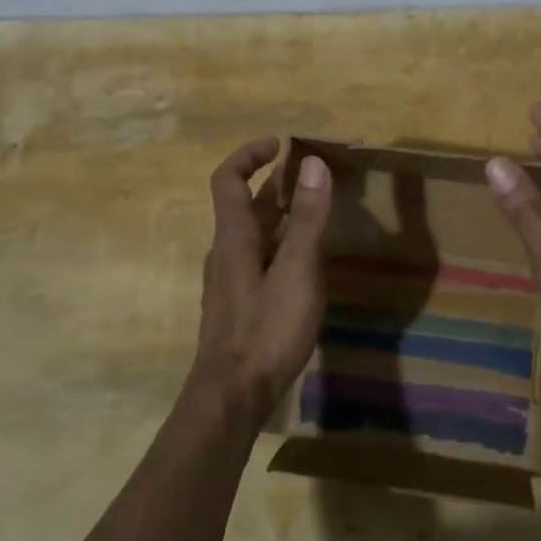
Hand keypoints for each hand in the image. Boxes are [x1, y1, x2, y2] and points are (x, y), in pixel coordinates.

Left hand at [189, 136, 332, 415]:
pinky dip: (279, 246)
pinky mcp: (237, 305)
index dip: (249, 155)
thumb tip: (313, 163)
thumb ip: (307, 218)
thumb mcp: (297, 270)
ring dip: (278, 216)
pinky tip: (304, 265)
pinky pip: (257, 260)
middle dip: (273, 185)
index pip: (228, 180)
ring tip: (314, 216)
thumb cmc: (266, 330)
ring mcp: (228, 281)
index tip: (280, 144)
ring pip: (252, 235)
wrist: (232, 396)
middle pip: (243, 206)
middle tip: (310, 178)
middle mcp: (225, 253)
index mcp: (233, 237)